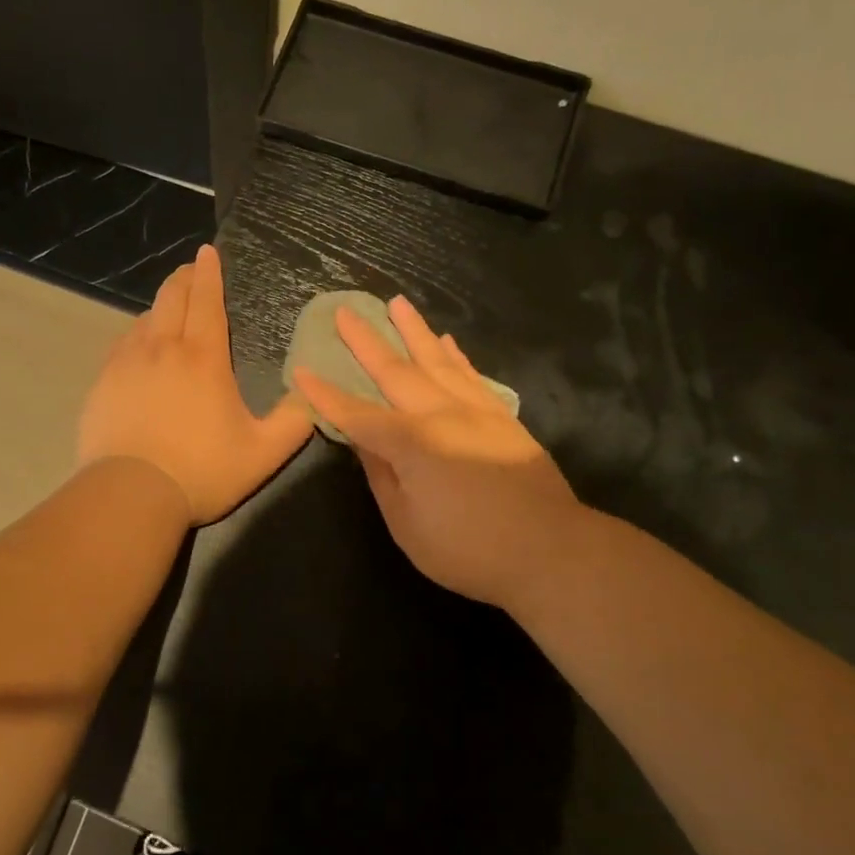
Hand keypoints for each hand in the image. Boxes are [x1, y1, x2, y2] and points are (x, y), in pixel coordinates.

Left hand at [78, 245, 314, 524]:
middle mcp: (162, 349)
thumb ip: (293, 422)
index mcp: (203, 358)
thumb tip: (313, 396)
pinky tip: (138, 346)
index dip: (209, 273)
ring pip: (144, 319)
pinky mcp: (103, 383)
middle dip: (183, 278)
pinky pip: (122, 345)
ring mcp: (127, 364)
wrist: (130, 494)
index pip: (206, 301)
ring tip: (168, 308)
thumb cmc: (202, 471)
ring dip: (160, 306)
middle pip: (171, 298)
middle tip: (191, 269)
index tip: (208, 251)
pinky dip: (136, 334)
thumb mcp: (262, 453)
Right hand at [292, 296, 585, 607]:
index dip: (326, 394)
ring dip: (413, 331)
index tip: (302, 369)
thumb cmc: (469, 549)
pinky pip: (470, 375)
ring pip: (436, 361)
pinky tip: (445, 341)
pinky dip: (454, 355)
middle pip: (395, 371)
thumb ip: (383, 478)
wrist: (552, 551)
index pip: (356, 414)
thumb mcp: (408, 525)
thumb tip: (364, 443)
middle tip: (345, 311)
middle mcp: (440, 415)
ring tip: (397, 303)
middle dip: (365, 341)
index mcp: (411, 444)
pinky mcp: (501, 418)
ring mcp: (475, 411)